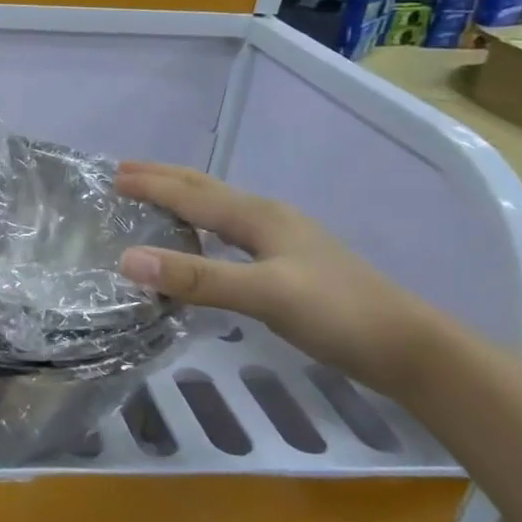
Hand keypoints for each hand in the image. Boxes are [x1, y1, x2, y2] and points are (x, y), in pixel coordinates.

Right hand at [114, 162, 447, 398]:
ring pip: (219, 209)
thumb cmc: (336, 313)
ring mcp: (282, 241)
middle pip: (206, 190)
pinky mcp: (289, 265)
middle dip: (164, 178)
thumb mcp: (263, 293)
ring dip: (182, 198)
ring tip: (153, 197)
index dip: (151, 184)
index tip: (111, 175)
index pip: (191, 194)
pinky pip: (230, 232)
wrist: (410, 349)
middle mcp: (268, 219)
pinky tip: (203, 242)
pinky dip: (202, 226)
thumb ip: (196, 277)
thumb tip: (127, 259)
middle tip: (124, 172)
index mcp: (258, 216)